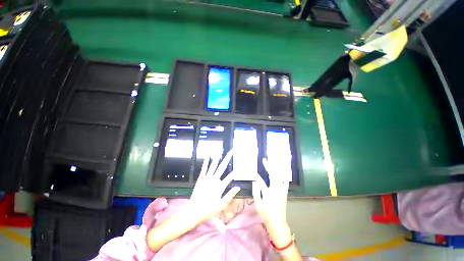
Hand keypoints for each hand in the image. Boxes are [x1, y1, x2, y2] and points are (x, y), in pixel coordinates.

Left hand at [186, 150, 240, 222]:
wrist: (194, 211)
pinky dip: (206, 162)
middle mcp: (214, 180)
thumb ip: (230, 194)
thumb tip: (238, 187)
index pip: (229, 177)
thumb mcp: (222, 204)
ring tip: (220, 151)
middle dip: (227, 158)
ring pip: (214, 166)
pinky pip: (204, 168)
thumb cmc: (209, 209)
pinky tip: (208, 156)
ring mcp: (207, 178)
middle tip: (231, 151)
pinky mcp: (201, 178)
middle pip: (222, 167)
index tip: (237, 169)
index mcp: (220, 186)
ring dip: (217, 158)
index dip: (234, 173)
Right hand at [252, 158, 290, 247]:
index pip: (261, 181)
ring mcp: (282, 191)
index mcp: (268, 192)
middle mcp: (276, 189)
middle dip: (269, 166)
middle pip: (273, 175)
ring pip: (280, 176)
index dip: (256, 176)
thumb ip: (256, 191)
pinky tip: (283, 172)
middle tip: (265, 160)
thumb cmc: (266, 213)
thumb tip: (255, 181)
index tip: (253, 172)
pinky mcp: (285, 193)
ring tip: (274, 162)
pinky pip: (285, 182)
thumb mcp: (258, 203)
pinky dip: (283, 176)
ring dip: (276, 169)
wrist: (278, 222)